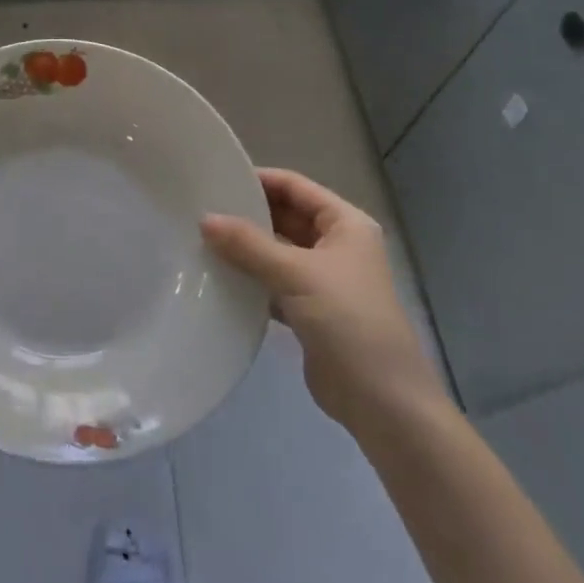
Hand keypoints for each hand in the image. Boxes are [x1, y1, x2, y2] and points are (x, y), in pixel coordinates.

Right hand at [202, 168, 448, 434]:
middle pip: (284, 216)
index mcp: (345, 224)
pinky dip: (249, 278)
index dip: (258, 179)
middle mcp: (336, 245)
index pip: (295, 186)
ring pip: (276, 251)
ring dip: (245, 248)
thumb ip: (249, 244)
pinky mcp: (309, 310)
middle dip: (246, 214)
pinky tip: (217, 277)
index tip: (215, 179)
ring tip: (200, 240)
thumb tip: (204, 219)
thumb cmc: (349, 322)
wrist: (383, 403)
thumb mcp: (296, 274)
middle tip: (200, 210)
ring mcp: (323, 279)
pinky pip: (272, 282)